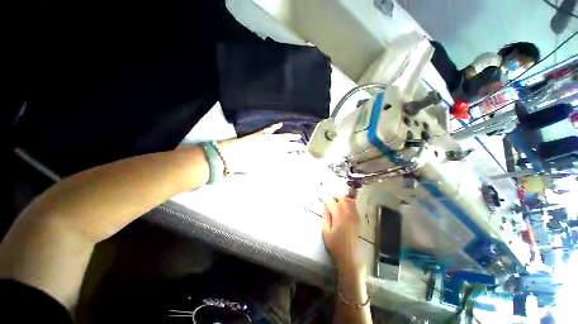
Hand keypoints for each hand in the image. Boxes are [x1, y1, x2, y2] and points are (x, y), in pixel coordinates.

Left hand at [218, 123, 303, 173]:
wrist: (232, 155)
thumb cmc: (247, 165)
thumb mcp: (262, 169)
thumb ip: (273, 167)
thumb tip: (283, 165)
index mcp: (274, 155)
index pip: (288, 154)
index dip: (296, 155)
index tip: (303, 155)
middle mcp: (273, 145)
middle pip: (288, 145)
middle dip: (296, 146)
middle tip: (303, 146)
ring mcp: (267, 138)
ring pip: (282, 137)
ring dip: (290, 137)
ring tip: (297, 136)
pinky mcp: (260, 134)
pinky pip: (270, 129)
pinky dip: (275, 127)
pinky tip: (280, 124)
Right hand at [322, 195, 363, 274]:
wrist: (350, 256)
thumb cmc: (335, 245)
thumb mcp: (326, 231)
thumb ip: (326, 216)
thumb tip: (325, 205)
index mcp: (339, 216)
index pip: (332, 201)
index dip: (326, 198)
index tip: (322, 197)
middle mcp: (348, 213)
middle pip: (342, 198)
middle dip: (335, 197)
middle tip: (329, 201)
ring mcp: (354, 216)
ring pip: (349, 200)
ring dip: (342, 199)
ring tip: (335, 203)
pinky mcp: (358, 219)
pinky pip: (354, 206)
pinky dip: (348, 203)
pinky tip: (343, 207)